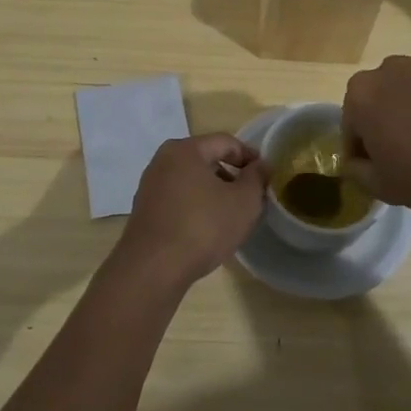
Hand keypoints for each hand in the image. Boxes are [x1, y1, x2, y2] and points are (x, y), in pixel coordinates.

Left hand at [111, 134, 268, 291]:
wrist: (153, 269)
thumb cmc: (203, 227)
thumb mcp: (243, 202)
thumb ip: (256, 178)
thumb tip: (261, 165)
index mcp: (185, 150)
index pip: (225, 142)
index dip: (249, 156)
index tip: (265, 174)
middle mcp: (162, 161)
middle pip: (205, 159)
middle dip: (230, 175)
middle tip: (250, 196)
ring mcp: (150, 186)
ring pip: (190, 181)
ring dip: (213, 192)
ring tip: (230, 215)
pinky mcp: (144, 211)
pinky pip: (177, 199)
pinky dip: (195, 206)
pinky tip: (206, 229)